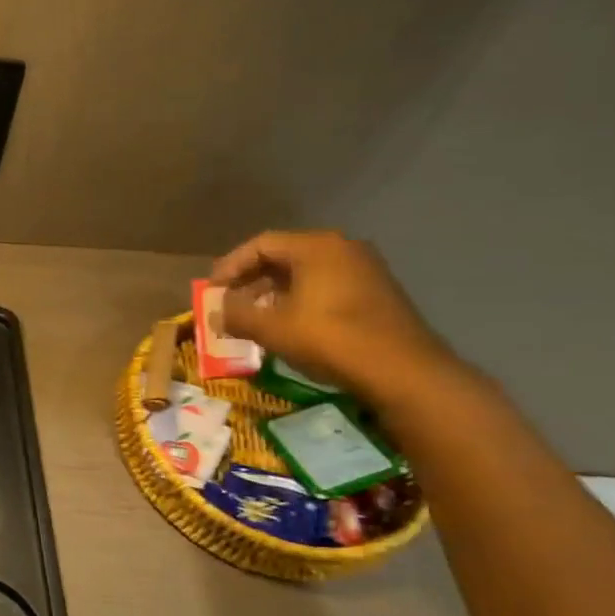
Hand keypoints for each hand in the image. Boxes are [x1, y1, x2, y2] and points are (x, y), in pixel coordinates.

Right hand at [211, 230, 461, 409]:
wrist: (402, 370)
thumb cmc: (329, 339)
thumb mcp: (271, 328)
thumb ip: (236, 314)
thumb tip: (215, 310)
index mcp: (316, 247)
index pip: (261, 245)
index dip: (230, 266)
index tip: (211, 290)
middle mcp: (342, 248)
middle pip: (284, 256)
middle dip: (251, 280)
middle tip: (229, 303)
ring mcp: (365, 269)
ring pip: (305, 273)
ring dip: (274, 293)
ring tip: (254, 317)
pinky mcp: (376, 292)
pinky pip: (326, 286)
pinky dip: (300, 300)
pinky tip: (290, 325)